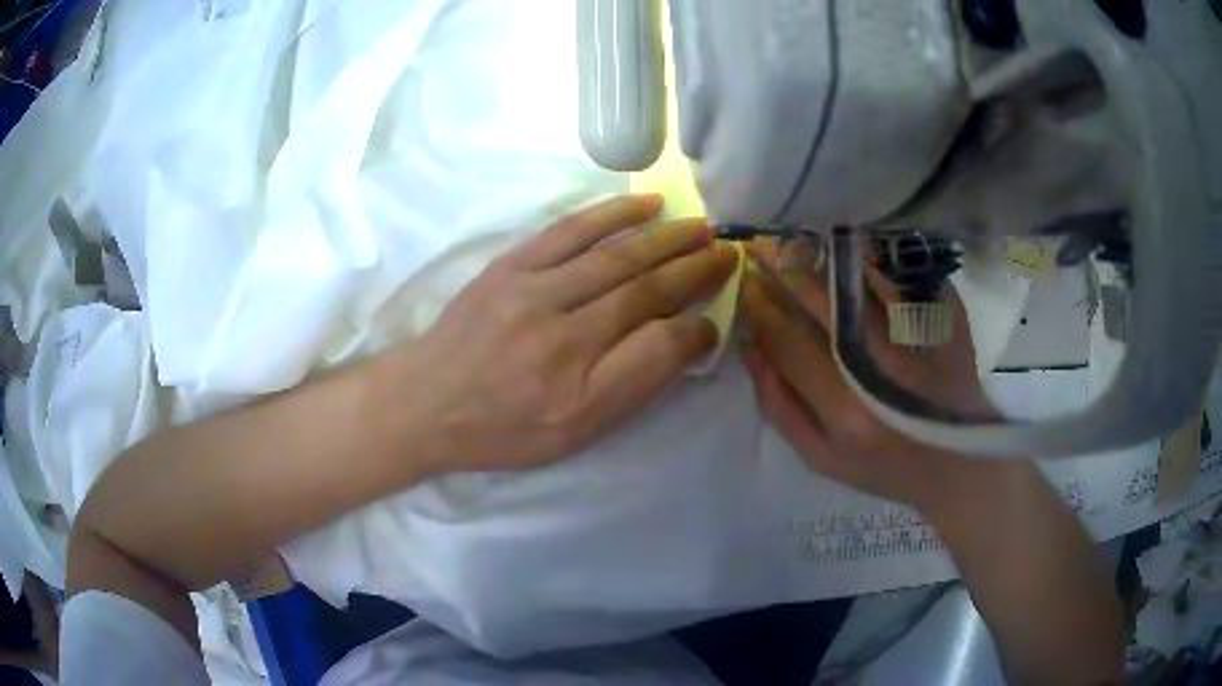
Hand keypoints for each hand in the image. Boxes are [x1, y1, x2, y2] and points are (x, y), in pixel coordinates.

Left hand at [388, 195, 738, 474]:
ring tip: (701, 227)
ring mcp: (533, 290)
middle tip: (728, 252)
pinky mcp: (512, 264)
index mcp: (579, 386)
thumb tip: (683, 340)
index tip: (717, 316)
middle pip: (644, 288)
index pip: (660, 344)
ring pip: (615, 254)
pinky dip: (613, 214)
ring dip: (665, 237)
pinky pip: (570, 230)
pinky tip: (647, 203)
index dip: (697, 327)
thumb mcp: (572, 435)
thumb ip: (632, 387)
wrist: (425, 401)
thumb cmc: (502, 429)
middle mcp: (562, 332)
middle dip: (694, 268)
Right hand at [740, 239, 1014, 514]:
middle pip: (820, 299)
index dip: (758, 307)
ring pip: (860, 277)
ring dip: (820, 251)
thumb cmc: (885, 467)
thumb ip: (780, 406)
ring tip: (794, 234)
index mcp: (846, 409)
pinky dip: (870, 253)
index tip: (741, 282)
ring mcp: (918, 337)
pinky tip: (848, 241)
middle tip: (757, 243)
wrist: (960, 462)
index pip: (787, 340)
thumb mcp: (822, 457)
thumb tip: (748, 347)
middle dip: (780, 265)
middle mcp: (882, 367)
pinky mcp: (944, 317)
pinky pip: (899, 272)